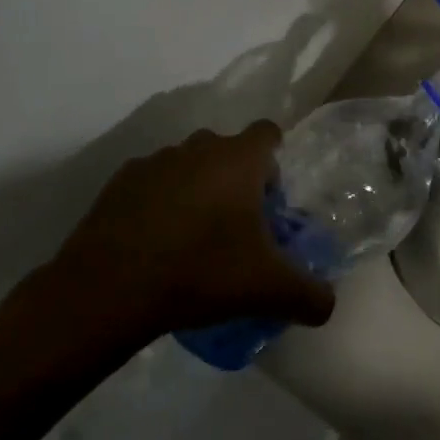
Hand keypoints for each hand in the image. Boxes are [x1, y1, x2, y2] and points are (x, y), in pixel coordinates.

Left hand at [39, 124, 335, 341]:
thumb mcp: (267, 290)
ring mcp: (156, 160)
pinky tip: (153, 244)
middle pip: (227, 150)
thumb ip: (308, 295)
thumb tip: (328, 306)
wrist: (110, 288)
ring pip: (188, 165)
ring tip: (191, 239)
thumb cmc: (200, 272)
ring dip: (195, 189)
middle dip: (235, 179)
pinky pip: (151, 183)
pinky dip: (157, 203)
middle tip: (235, 227)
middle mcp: (200, 147)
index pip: (268, 133)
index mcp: (239, 159)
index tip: (269, 198)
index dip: (273, 160)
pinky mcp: (120, 181)